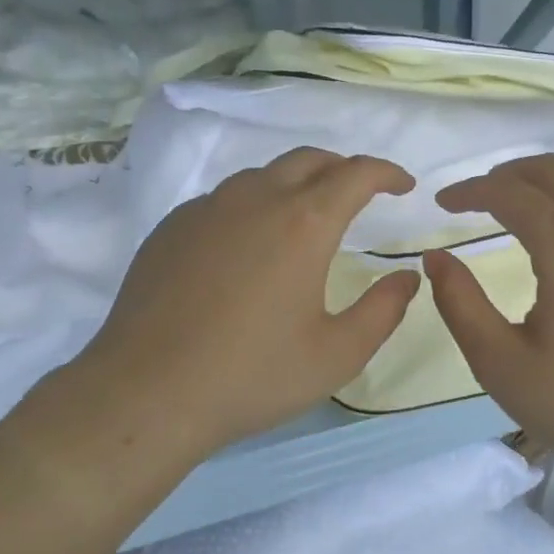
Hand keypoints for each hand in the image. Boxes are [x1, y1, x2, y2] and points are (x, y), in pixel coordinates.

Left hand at [48, 149, 420, 462]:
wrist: (146, 393)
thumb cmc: (252, 376)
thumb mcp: (337, 355)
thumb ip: (383, 310)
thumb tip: (407, 277)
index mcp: (303, 223)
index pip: (356, 174)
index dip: (386, 173)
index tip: (403, 185)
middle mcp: (255, 200)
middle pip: (309, 159)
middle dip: (342, 169)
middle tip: (359, 194)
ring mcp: (206, 209)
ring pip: (262, 175)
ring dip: (295, 183)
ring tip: (304, 217)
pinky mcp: (171, 227)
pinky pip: (223, 199)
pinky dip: (251, 205)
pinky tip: (247, 245)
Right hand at [422, 155, 553, 499]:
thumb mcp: (503, 364)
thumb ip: (460, 304)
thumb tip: (437, 259)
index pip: (507, 191)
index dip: (468, 191)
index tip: (442, 204)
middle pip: (552, 170)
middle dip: (507, 174)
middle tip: (476, 198)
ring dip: (546, 190)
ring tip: (518, 219)